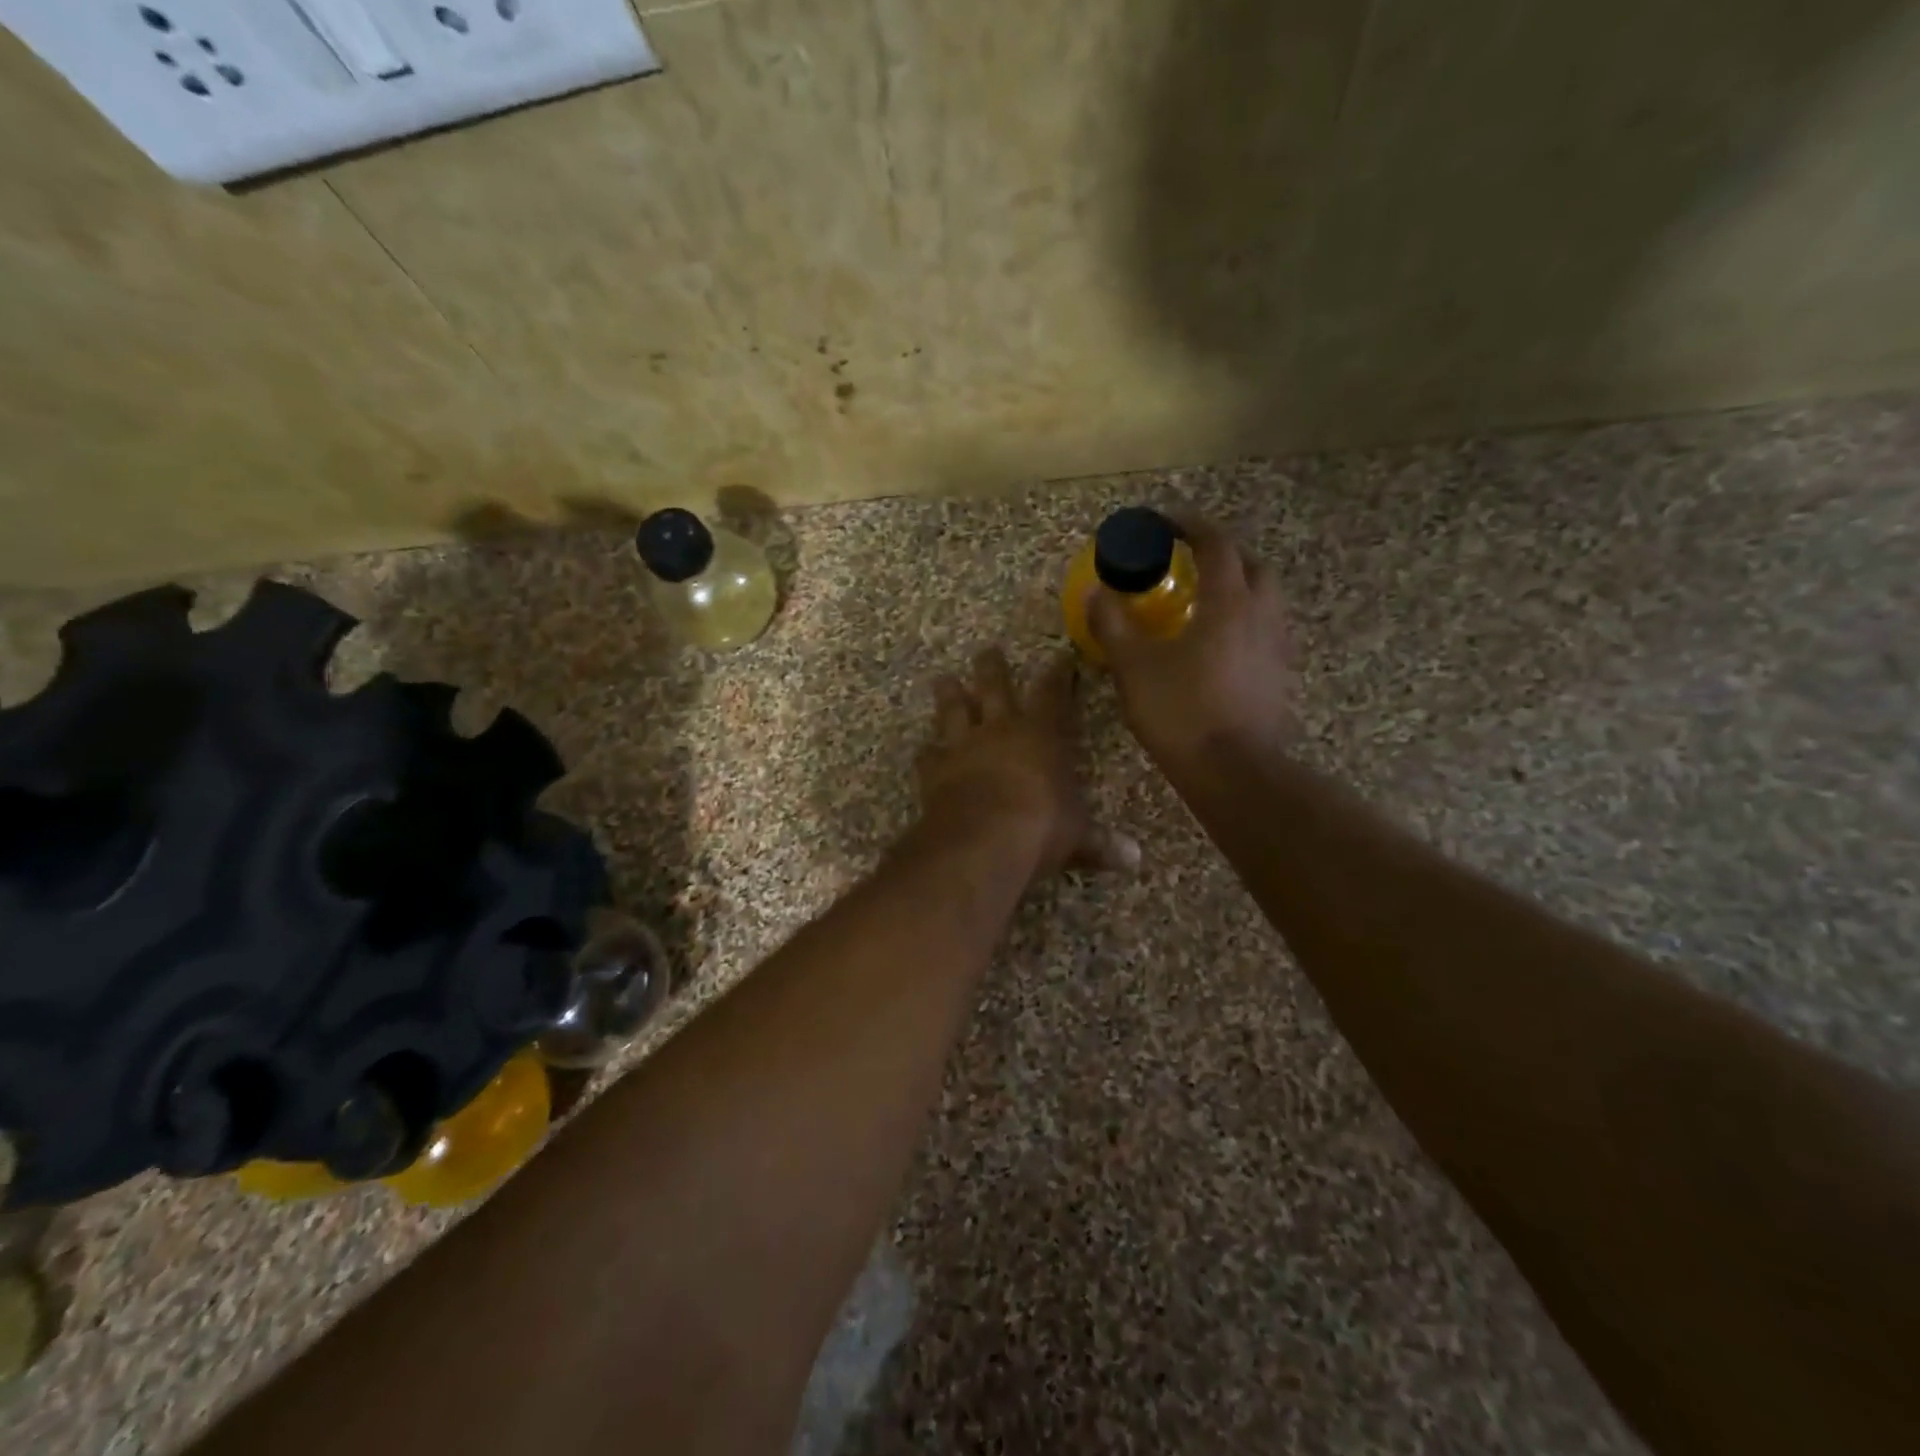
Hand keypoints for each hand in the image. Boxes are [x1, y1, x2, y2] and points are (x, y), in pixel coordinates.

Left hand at [916, 648, 1138, 879]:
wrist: (981, 840)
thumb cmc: (1040, 829)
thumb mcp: (1078, 837)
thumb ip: (1101, 843)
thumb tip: (1135, 859)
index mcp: (1041, 735)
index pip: (1053, 695)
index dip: (1058, 675)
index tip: (1059, 657)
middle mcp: (999, 730)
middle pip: (994, 687)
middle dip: (992, 667)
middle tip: (987, 650)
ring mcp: (962, 746)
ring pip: (953, 710)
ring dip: (949, 695)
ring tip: (943, 680)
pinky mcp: (934, 770)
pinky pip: (928, 755)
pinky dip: (927, 752)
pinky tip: (925, 751)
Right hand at [1087, 514, 1296, 768]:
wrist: (1234, 772)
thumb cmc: (1182, 713)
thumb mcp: (1134, 667)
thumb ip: (1113, 625)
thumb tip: (1097, 593)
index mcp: (1229, 603)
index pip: (1216, 544)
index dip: (1189, 525)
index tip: (1164, 522)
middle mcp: (1262, 615)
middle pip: (1251, 565)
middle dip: (1221, 554)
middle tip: (1188, 561)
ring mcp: (1276, 647)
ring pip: (1263, 599)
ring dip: (1236, 587)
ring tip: (1201, 602)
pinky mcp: (1279, 676)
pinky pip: (1264, 631)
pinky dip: (1242, 621)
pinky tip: (1216, 645)